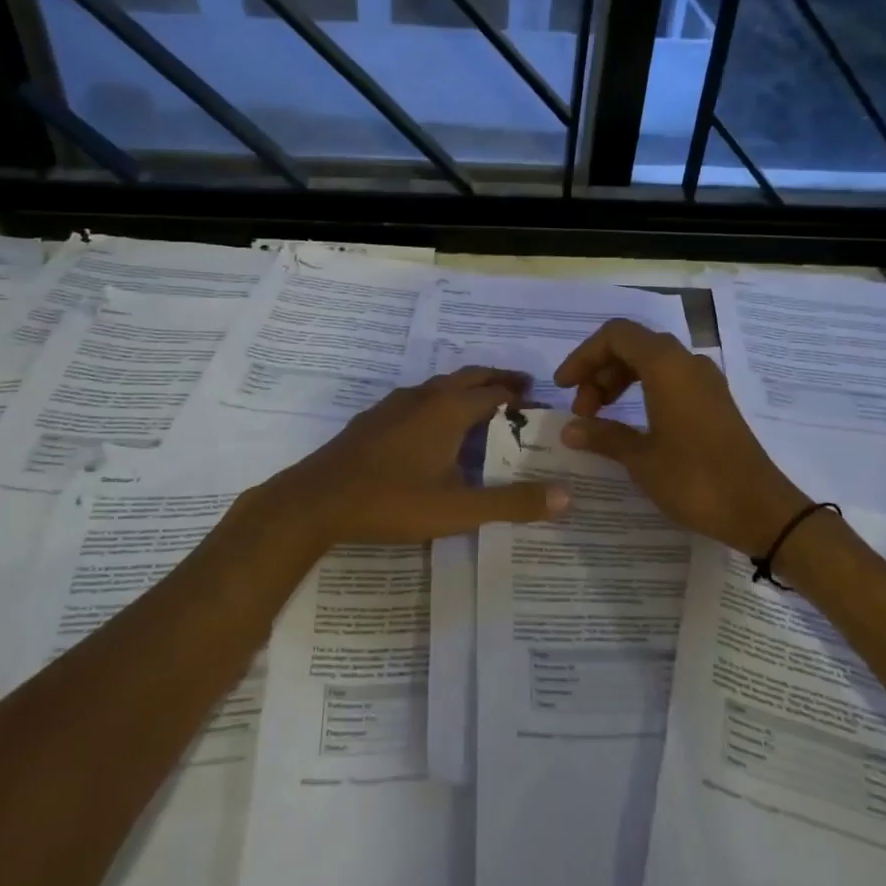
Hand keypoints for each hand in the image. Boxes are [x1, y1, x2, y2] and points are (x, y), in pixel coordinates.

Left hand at [266, 367, 571, 545]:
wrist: (317, 500)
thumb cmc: (393, 501)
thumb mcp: (459, 508)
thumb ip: (513, 503)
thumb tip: (568, 497)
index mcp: (449, 410)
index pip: (495, 391)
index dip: (519, 396)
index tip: (538, 405)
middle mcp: (424, 397)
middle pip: (468, 377)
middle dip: (496, 380)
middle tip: (520, 390)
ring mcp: (394, 404)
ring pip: (439, 385)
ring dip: (466, 388)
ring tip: (481, 403)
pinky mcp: (373, 418)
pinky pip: (417, 398)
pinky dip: (438, 400)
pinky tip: (431, 426)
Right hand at [554, 319, 808, 553]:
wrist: (760, 509)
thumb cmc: (695, 479)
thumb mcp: (641, 459)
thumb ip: (603, 436)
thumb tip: (570, 429)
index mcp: (667, 365)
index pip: (616, 335)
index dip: (583, 356)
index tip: (563, 388)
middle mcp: (687, 363)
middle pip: (633, 345)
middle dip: (599, 371)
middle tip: (582, 411)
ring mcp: (705, 381)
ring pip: (652, 362)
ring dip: (619, 381)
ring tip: (600, 418)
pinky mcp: (714, 401)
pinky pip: (670, 379)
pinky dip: (643, 391)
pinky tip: (632, 424)